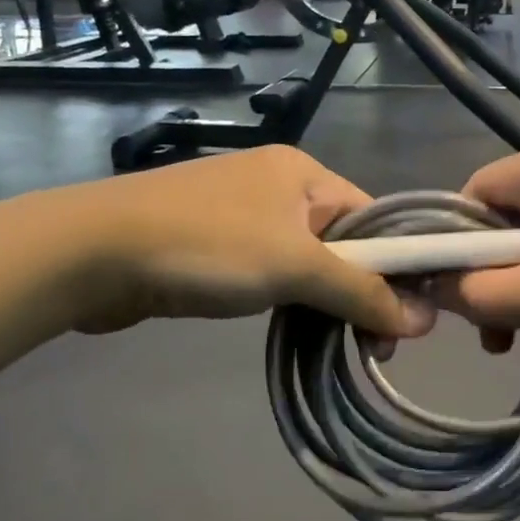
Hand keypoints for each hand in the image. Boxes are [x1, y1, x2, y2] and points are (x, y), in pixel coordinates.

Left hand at [56, 146, 433, 337]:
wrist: (95, 253)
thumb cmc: (208, 246)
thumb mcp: (296, 267)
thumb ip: (361, 291)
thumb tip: (424, 320)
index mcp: (303, 172)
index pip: (373, 216)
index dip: (398, 266)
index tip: (410, 319)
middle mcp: (278, 186)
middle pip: (342, 241)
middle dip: (361, 292)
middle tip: (375, 347)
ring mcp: (242, 215)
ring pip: (306, 262)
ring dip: (325, 302)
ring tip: (341, 346)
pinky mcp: (214, 246)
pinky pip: (271, 272)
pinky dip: (288, 300)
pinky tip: (296, 329)